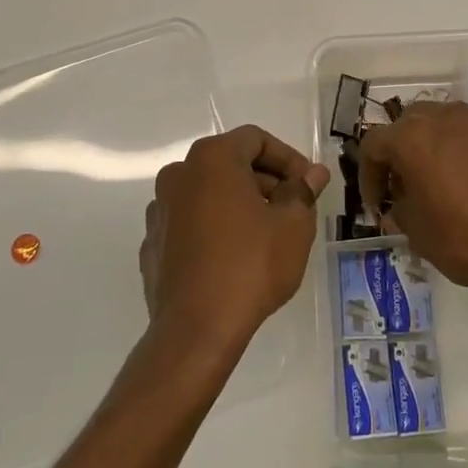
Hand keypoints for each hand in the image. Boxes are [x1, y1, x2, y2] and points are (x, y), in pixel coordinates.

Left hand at [139, 126, 329, 356]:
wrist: (196, 328)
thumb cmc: (251, 265)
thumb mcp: (293, 225)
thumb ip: (302, 191)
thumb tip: (314, 173)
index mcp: (212, 158)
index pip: (256, 139)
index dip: (288, 158)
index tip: (308, 184)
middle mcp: (179, 174)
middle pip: (230, 163)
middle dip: (265, 181)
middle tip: (293, 209)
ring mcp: (160, 210)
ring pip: (208, 193)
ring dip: (239, 203)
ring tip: (266, 234)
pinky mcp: (153, 243)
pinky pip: (190, 222)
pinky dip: (214, 228)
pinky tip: (234, 257)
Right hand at [358, 101, 467, 301]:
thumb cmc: (467, 239)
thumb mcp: (417, 233)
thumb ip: (399, 209)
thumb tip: (400, 204)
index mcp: (412, 137)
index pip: (374, 144)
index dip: (368, 175)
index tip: (377, 204)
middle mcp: (444, 117)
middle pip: (408, 124)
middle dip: (399, 153)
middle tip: (403, 187)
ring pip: (442, 123)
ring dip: (431, 145)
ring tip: (437, 180)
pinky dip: (461, 149)